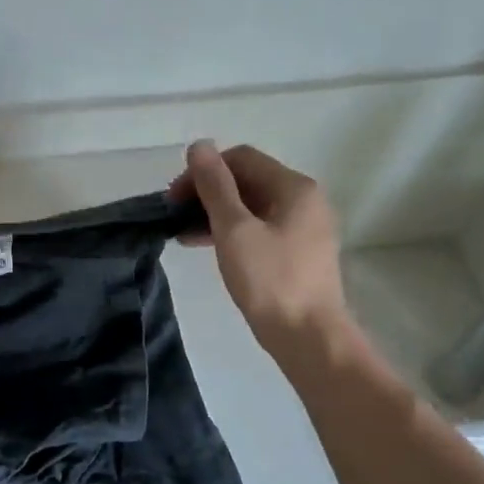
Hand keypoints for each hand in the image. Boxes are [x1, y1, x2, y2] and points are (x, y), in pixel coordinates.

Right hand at [170, 141, 350, 345]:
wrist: (309, 337)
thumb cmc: (270, 280)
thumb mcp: (234, 229)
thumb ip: (215, 186)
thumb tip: (199, 146)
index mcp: (294, 187)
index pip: (241, 158)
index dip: (203, 171)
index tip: (174, 197)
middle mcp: (304, 200)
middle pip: (247, 180)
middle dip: (207, 192)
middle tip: (173, 215)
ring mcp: (303, 227)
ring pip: (250, 206)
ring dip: (214, 213)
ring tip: (181, 233)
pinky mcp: (296, 252)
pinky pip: (258, 228)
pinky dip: (230, 231)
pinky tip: (204, 246)